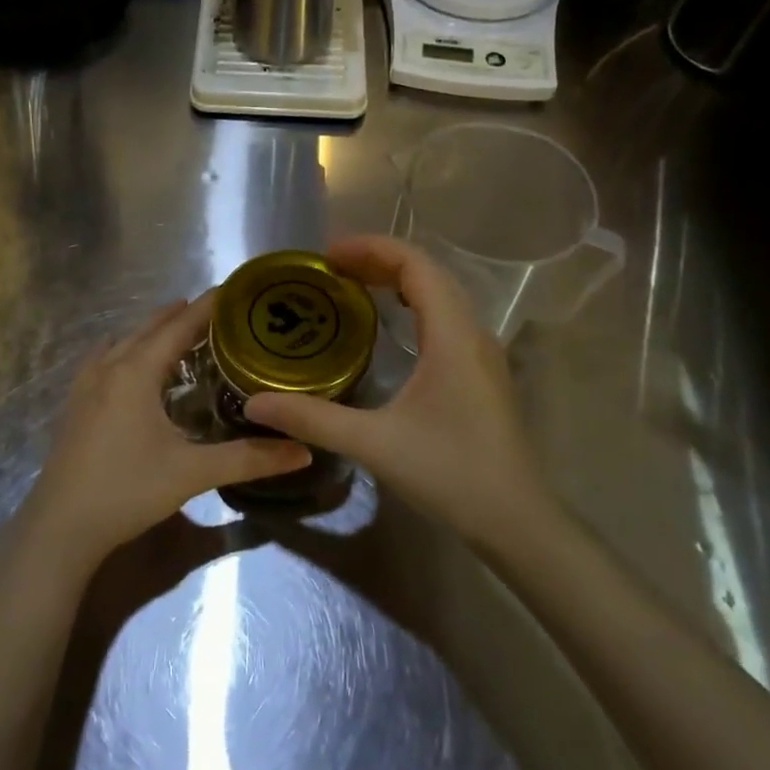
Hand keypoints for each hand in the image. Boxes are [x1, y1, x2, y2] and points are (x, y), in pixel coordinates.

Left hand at [16, 293, 310, 573]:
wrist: (60, 528)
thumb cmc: (127, 490)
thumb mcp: (192, 473)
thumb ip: (249, 459)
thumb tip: (304, 451)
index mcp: (135, 373)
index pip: (178, 327)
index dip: (207, 307)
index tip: (233, 290)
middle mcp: (108, 369)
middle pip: (148, 329)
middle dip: (180, 316)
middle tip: (216, 311)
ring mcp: (84, 387)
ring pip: (122, 343)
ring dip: (150, 332)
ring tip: (178, 332)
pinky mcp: (74, 407)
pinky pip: (103, 361)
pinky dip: (125, 352)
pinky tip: (129, 368)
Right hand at [243, 236, 548, 546]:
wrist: (515, 520)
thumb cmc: (450, 473)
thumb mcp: (374, 444)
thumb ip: (312, 418)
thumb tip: (255, 403)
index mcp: (452, 335)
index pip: (415, 265)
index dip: (371, 248)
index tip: (327, 255)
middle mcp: (472, 333)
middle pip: (428, 273)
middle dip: (379, 260)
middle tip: (330, 269)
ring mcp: (481, 353)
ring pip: (440, 295)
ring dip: (398, 281)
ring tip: (352, 287)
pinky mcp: (481, 374)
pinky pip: (445, 318)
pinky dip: (413, 305)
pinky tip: (388, 328)